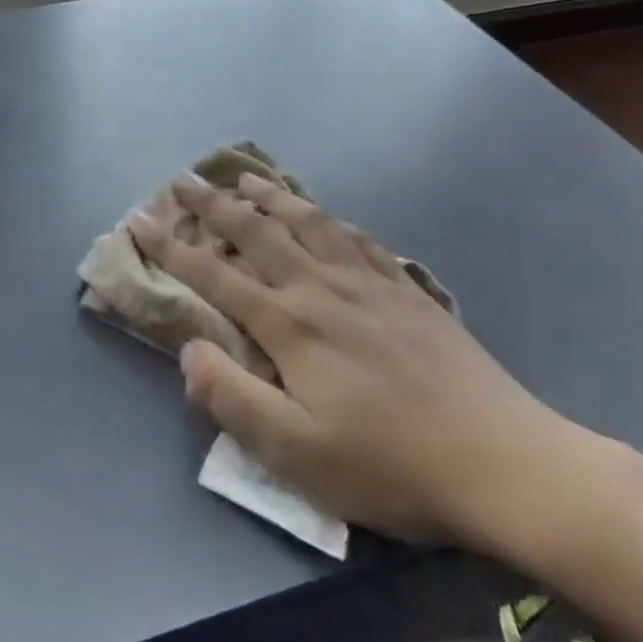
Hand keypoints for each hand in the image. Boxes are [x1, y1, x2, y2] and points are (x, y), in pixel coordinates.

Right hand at [128, 173, 614, 555]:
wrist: (503, 460)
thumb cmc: (390, 465)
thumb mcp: (295, 452)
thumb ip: (232, 398)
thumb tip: (190, 350)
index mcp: (290, 324)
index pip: (214, 275)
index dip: (171, 247)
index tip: (139, 219)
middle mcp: (323, 288)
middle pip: (258, 232)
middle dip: (215, 204)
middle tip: (185, 179)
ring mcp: (370, 283)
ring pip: (309, 222)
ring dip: (272, 196)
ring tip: (248, 176)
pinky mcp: (407, 291)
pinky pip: (358, 239)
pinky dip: (330, 219)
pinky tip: (326, 216)